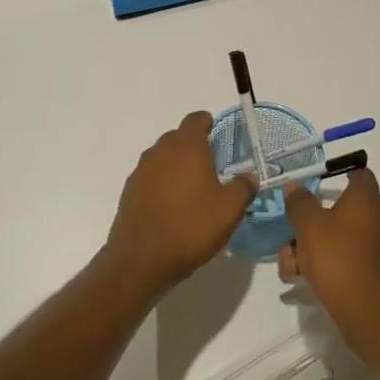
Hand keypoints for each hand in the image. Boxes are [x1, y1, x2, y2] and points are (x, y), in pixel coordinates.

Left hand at [104, 112, 256, 288]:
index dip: (209, 124)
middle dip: (194, 146)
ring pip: (163, 157)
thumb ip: (243, 187)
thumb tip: (249, 176)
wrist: (141, 260)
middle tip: (213, 167)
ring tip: (193, 189)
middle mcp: (160, 151)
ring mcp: (141, 171)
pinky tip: (172, 206)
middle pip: (178, 137)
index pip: (196, 119)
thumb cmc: (191, 227)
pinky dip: (162, 183)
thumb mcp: (229, 210)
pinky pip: (150, 177)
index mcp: (186, 147)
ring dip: (177, 165)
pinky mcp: (129, 191)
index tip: (219, 136)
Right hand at [278, 171, 379, 348]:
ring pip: (340, 235)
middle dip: (311, 221)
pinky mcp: (376, 268)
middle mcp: (379, 216)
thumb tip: (295, 186)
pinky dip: (327, 261)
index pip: (358, 173)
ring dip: (313, 245)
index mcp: (366, 198)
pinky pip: (348, 255)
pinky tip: (302, 278)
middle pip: (342, 208)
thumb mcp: (308, 225)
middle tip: (290, 233)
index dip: (338, 173)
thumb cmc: (338, 257)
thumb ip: (299, 202)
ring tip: (289, 265)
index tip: (316, 181)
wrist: (367, 310)